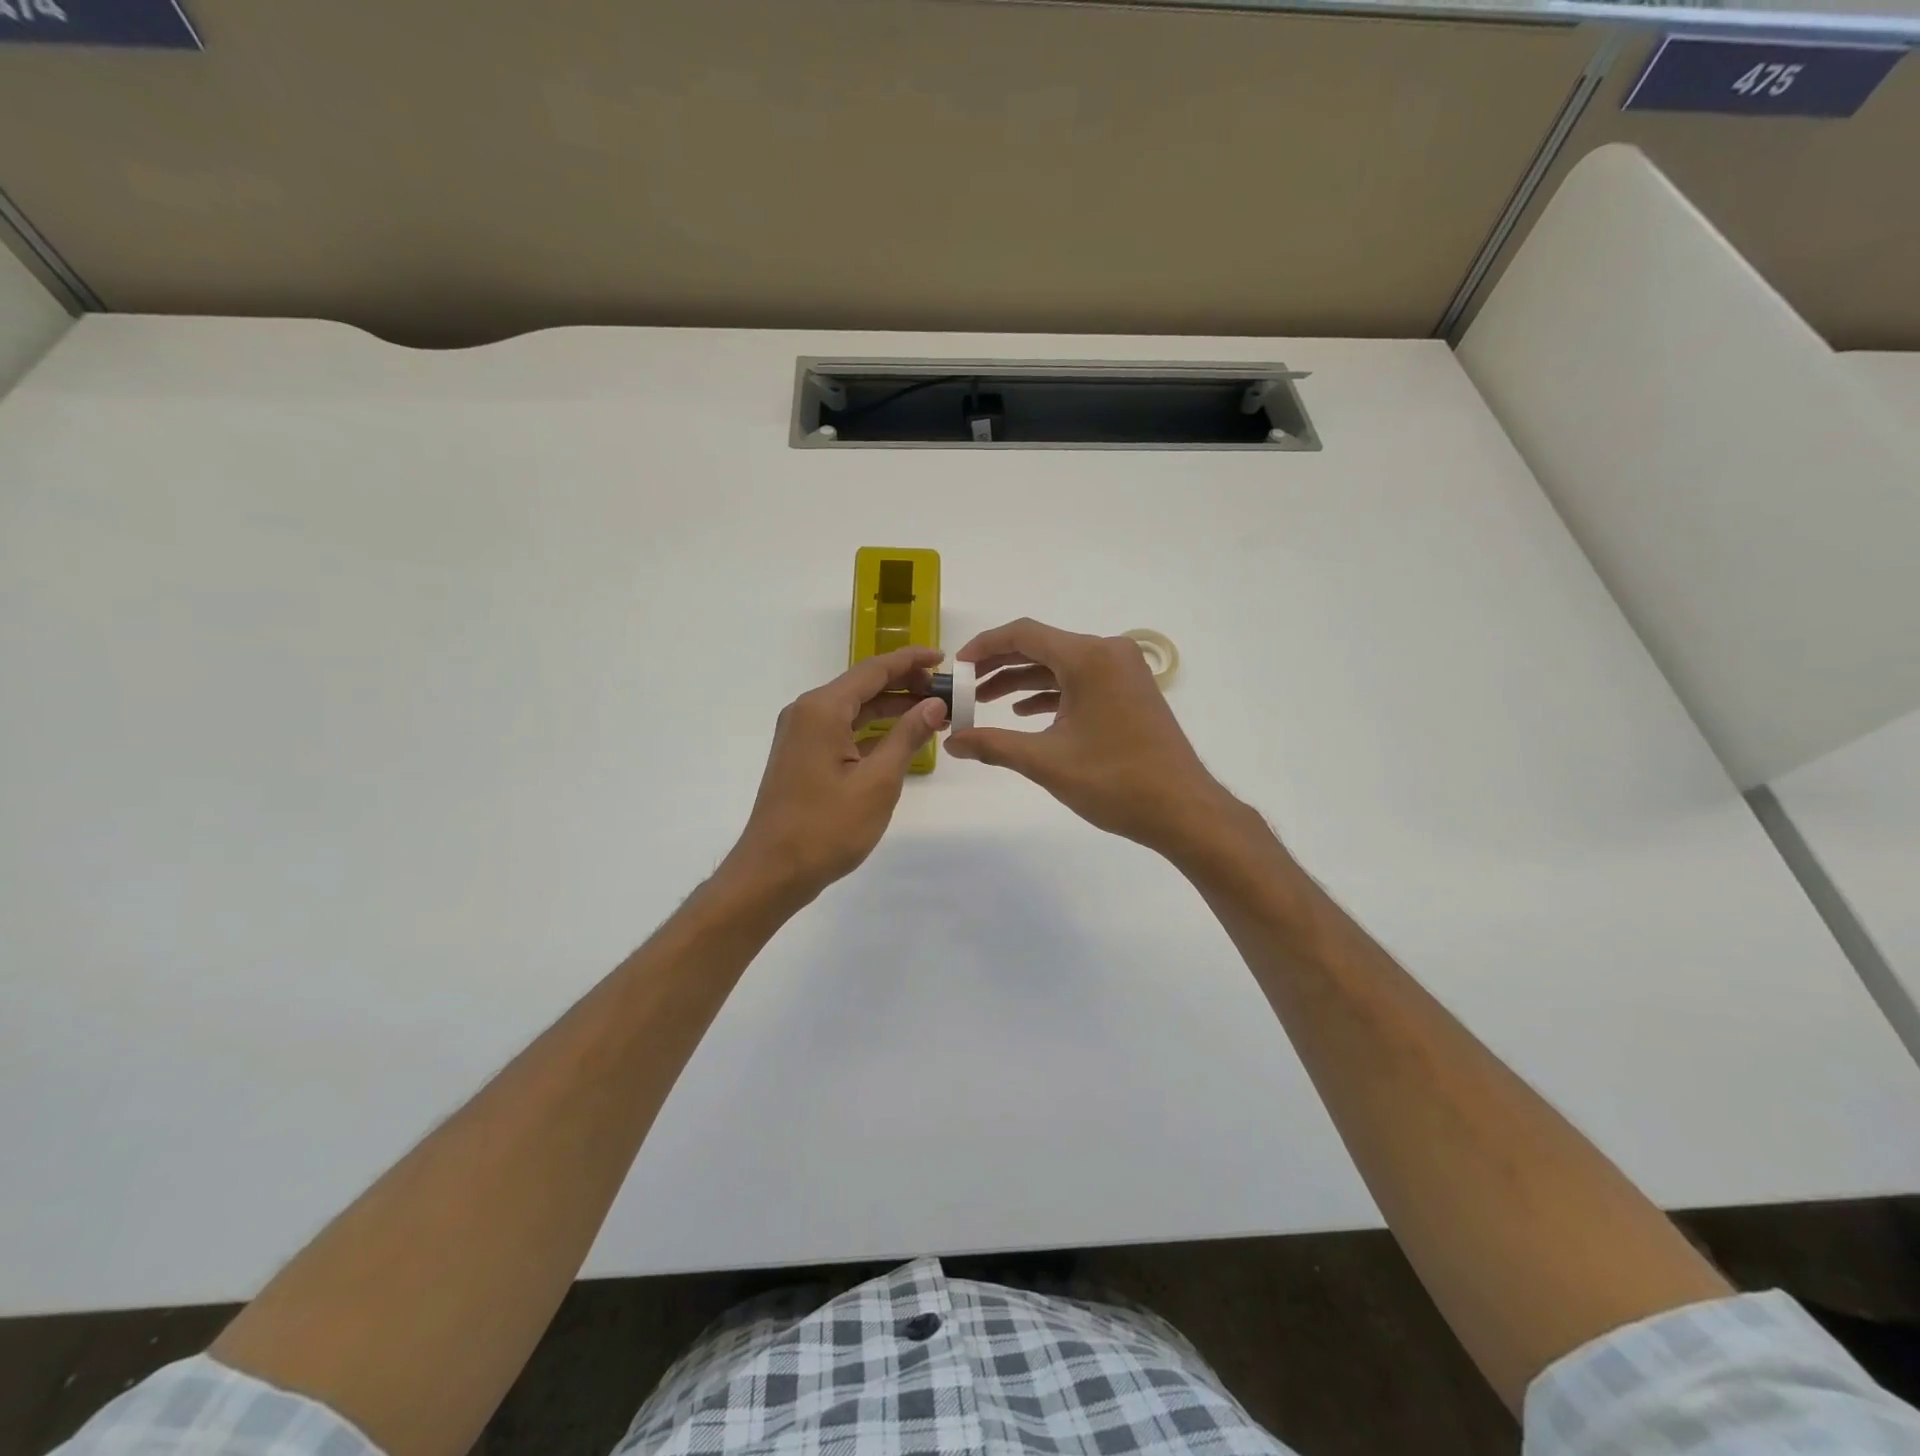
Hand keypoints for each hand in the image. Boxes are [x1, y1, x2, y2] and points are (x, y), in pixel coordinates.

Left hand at [724, 647, 946, 905]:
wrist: (773, 871)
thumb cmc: (827, 828)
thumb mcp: (878, 782)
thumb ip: (907, 736)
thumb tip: (934, 704)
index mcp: (822, 709)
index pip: (874, 670)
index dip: (911, 661)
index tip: (944, 658)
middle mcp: (807, 712)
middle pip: (863, 685)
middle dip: (904, 685)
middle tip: (946, 691)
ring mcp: (801, 734)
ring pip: (853, 708)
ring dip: (890, 708)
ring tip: (931, 713)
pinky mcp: (802, 755)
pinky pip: (842, 729)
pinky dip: (872, 729)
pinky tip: (899, 738)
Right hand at [945, 618, 1238, 857]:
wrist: (1182, 809)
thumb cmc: (1114, 781)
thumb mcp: (1046, 761)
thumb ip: (994, 745)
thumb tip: (951, 741)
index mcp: (1089, 657)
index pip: (1024, 634)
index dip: (984, 646)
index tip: (956, 667)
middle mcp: (1108, 653)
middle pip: (1042, 646)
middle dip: (999, 665)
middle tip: (964, 686)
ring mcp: (1123, 672)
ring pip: (1061, 665)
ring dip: (1022, 682)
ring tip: (984, 702)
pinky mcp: (1130, 692)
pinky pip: (1081, 681)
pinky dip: (1051, 694)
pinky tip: (1025, 714)